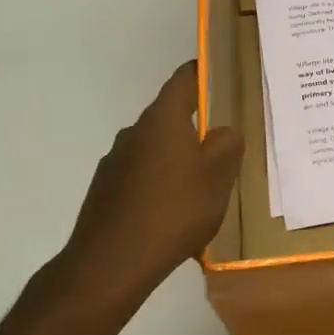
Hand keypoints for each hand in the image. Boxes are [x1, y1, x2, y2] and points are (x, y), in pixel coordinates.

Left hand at [50, 61, 242, 308]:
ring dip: (177, 157)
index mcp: (162, 120)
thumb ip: (227, 146)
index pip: (183, 80)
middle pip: (169, 116)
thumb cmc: (174, 211)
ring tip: (203, 183)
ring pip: (155, 148)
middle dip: (196, 125)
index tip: (221, 72)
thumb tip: (224, 129)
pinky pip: (142, 175)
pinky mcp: (106, 190)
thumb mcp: (218, 178)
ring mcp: (115, 161)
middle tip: (225, 141)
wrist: (111, 262)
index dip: (202, 73)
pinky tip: (174, 210)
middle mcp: (134, 132)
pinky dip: (160, 182)